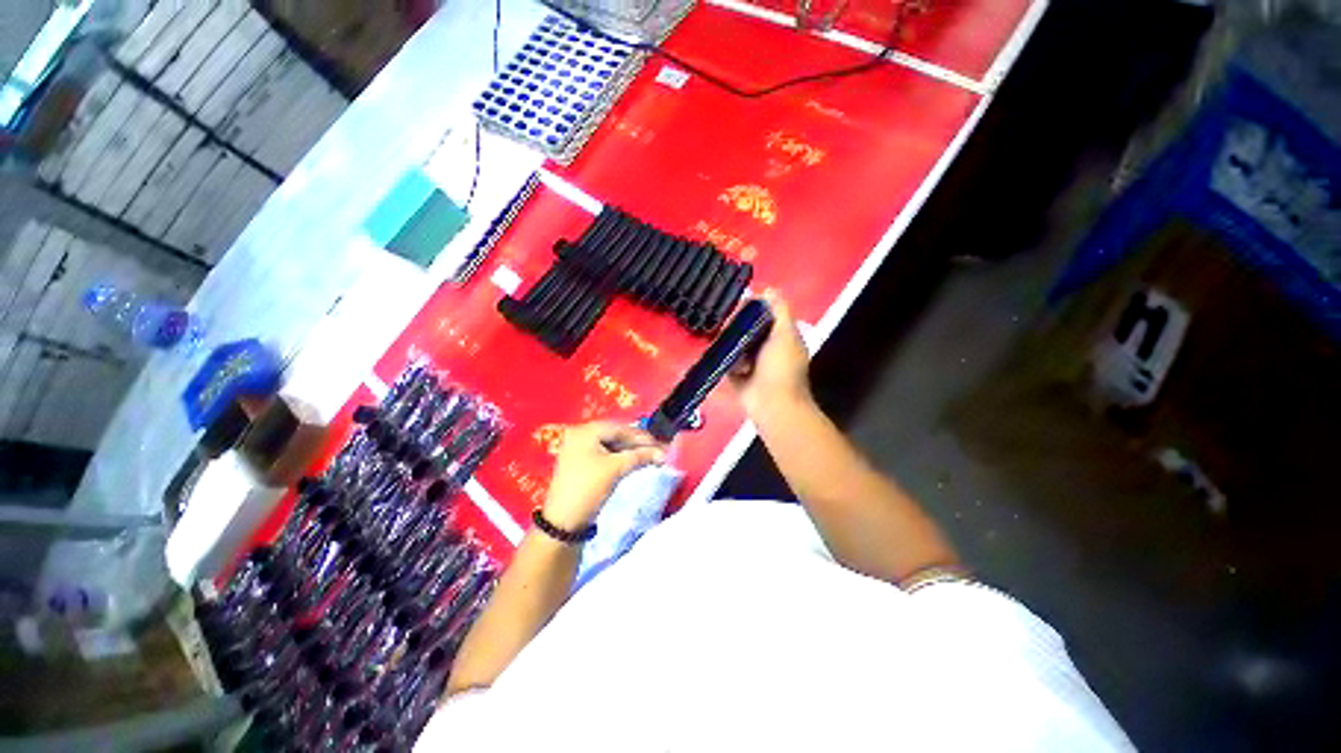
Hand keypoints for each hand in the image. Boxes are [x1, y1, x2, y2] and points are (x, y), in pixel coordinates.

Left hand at [542, 422, 666, 529]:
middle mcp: (580, 435)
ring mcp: (578, 449)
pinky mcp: (580, 463)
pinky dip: (619, 458)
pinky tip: (633, 462)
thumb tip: (663, 453)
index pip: (620, 428)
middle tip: (657, 451)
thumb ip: (640, 456)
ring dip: (629, 451)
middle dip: (637, 444)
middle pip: (615, 435)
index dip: (642, 437)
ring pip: (610, 445)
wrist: (563, 522)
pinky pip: (604, 454)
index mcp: (585, 431)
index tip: (661, 444)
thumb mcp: (616, 469)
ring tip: (648, 457)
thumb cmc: (589, 488)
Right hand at [730, 291, 812, 419]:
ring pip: (735, 345)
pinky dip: (722, 358)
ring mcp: (751, 364)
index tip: (738, 307)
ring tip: (719, 339)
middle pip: (747, 329)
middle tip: (724, 325)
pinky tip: (716, 353)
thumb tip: (769, 289)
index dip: (751, 309)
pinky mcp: (738, 377)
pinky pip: (727, 362)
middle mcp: (767, 349)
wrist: (772, 404)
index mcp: (781, 337)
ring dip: (727, 342)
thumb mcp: (785, 334)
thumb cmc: (781, 367)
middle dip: (735, 325)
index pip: (764, 315)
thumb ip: (779, 311)